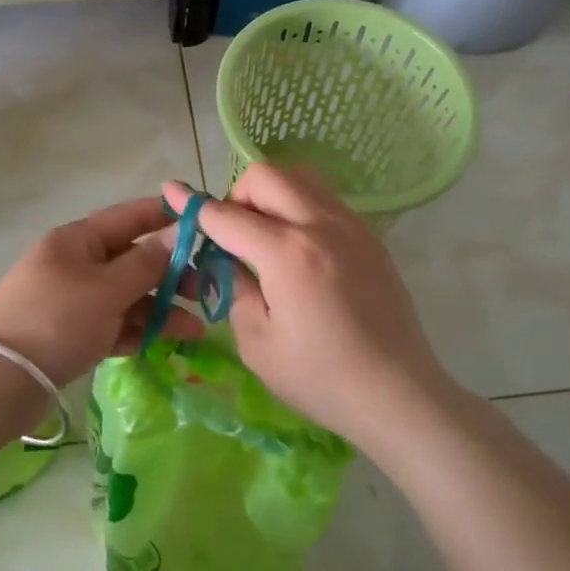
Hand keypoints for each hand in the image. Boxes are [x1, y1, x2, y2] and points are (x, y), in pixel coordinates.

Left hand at [0, 198, 203, 387]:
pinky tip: (167, 341)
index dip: (164, 215)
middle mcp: (75, 265)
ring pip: (126, 297)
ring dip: (160, 308)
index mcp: (77, 240)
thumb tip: (173, 236)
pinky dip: (138, 331)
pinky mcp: (72, 334)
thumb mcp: (106, 288)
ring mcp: (72, 301)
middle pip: (131, 260)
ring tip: (197, 329)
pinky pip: (113, 325)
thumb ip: (145, 264)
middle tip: (204, 290)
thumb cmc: (57, 319)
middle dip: (169, 274)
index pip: (128, 217)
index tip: (202, 219)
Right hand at [164, 165, 449, 447]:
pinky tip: (299, 252)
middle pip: (266, 175)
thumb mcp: (257, 344)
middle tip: (234, 237)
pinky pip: (325, 200)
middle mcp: (320, 225)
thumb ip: (234, 290)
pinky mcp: (370, 238)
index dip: (193, 205)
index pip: (227, 215)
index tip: (170, 191)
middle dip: (237, 195)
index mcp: (287, 253)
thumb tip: (228, 260)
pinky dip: (300, 208)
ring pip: (301, 177)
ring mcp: (351, 227)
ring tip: (267, 239)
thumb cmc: (321, 379)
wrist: (399, 394)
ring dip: (272, 195)